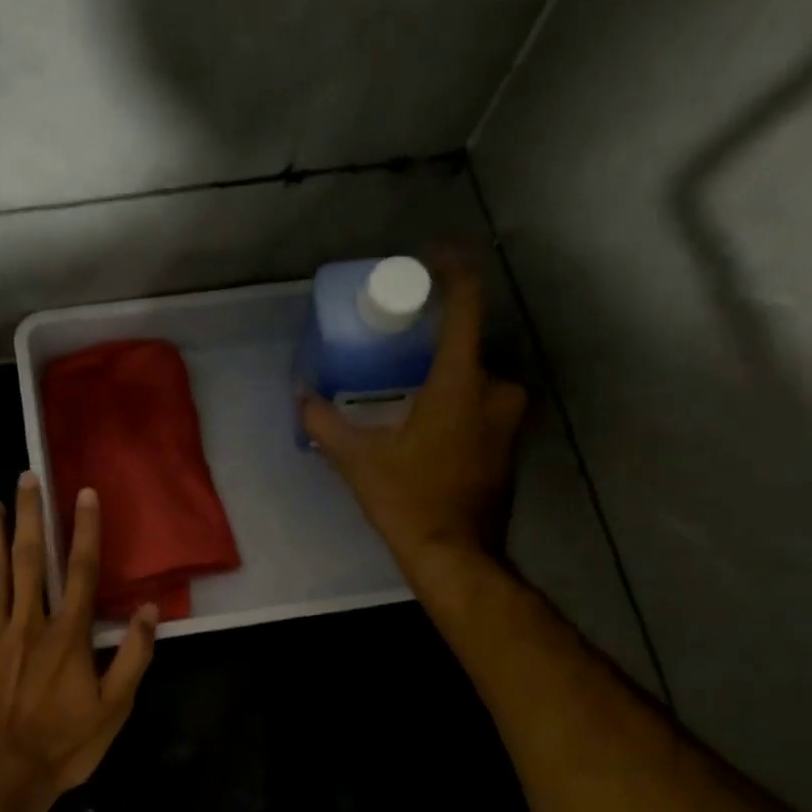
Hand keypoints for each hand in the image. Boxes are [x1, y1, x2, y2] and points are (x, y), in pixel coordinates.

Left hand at [0, 471, 157, 807]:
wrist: (3, 775)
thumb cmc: (64, 743)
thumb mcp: (114, 708)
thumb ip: (134, 657)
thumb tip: (148, 611)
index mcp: (68, 635)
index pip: (82, 572)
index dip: (85, 531)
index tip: (83, 494)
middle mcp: (29, 624)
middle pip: (32, 561)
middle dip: (31, 517)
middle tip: (26, 479)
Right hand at [301, 251, 527, 575]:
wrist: (455, 555)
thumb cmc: (408, 500)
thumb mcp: (357, 460)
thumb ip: (325, 422)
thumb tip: (302, 395)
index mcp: (461, 382)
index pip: (466, 305)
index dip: (452, 271)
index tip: (431, 257)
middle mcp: (496, 390)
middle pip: (467, 344)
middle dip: (433, 341)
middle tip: (397, 345)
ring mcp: (509, 419)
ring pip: (474, 378)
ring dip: (444, 376)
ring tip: (405, 387)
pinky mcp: (508, 444)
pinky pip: (482, 405)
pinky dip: (457, 403)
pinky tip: (426, 424)